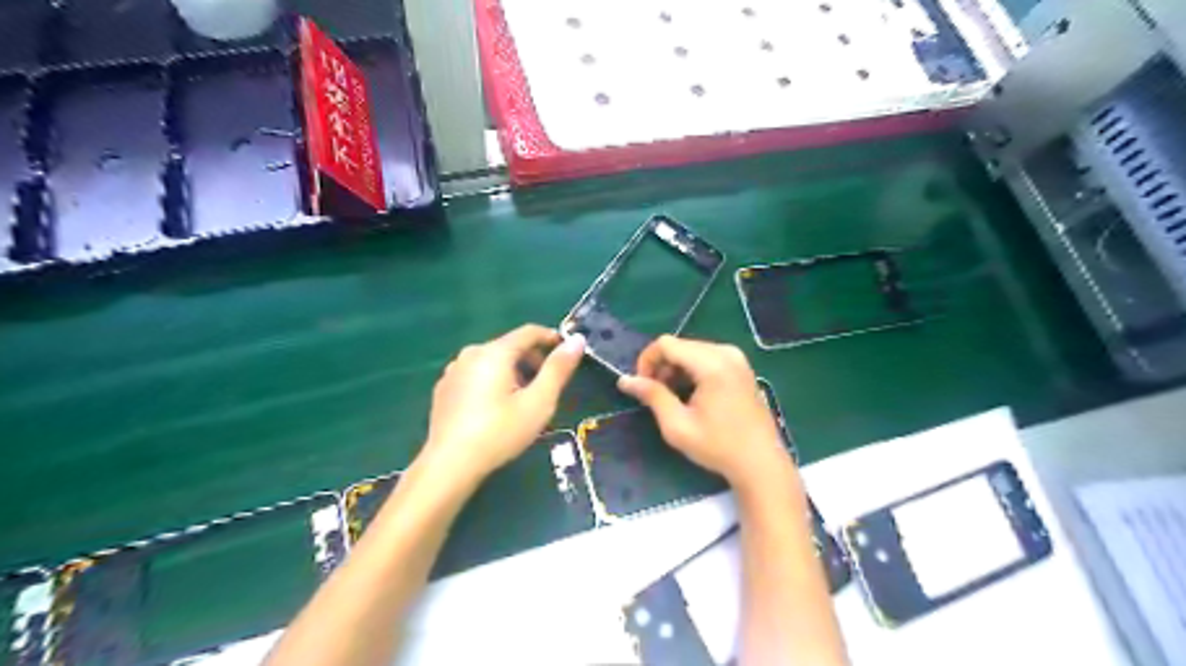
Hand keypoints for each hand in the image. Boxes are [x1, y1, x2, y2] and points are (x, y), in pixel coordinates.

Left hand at [418, 325, 583, 486]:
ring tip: (523, 400)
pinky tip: (496, 409)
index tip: (567, 352)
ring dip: (512, 372)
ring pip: (492, 361)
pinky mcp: (444, 389)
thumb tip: (577, 340)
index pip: (529, 332)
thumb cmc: (499, 432)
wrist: (450, 465)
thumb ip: (558, 369)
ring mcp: (453, 371)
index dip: (551, 338)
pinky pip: (475, 374)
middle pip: (509, 346)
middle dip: (532, 360)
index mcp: (494, 352)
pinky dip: (492, 382)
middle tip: (547, 385)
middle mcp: (471, 353)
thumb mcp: (538, 402)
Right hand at [622, 338, 783, 489]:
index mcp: (712, 364)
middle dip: (661, 366)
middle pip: (680, 345)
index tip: (642, 386)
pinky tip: (691, 394)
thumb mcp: (677, 425)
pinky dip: (692, 370)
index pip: (666, 344)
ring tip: (672, 397)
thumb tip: (625, 380)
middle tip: (655, 395)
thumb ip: (652, 396)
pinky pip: (707, 357)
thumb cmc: (718, 447)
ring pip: (692, 350)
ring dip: (675, 368)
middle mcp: (726, 353)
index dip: (647, 360)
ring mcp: (737, 358)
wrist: (760, 463)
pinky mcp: (741, 366)